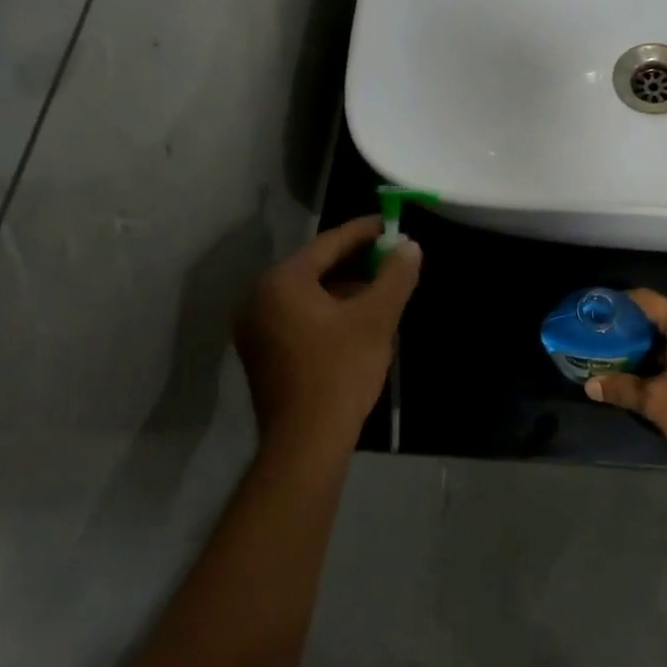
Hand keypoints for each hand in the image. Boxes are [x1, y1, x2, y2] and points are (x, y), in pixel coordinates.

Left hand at [235, 216, 421, 454]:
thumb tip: (410, 246)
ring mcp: (257, 329)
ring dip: (345, 288)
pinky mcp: (263, 355)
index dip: (364, 231)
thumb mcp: (376, 318)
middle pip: (316, 267)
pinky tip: (358, 320)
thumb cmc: (340, 371)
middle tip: (391, 256)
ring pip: (309, 294)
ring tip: (381, 288)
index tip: (390, 223)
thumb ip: (395, 276)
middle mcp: (260, 298)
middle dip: (356, 261)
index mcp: (282, 282)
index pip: (328, 243)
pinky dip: (329, 311)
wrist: (306, 443)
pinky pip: (300, 317)